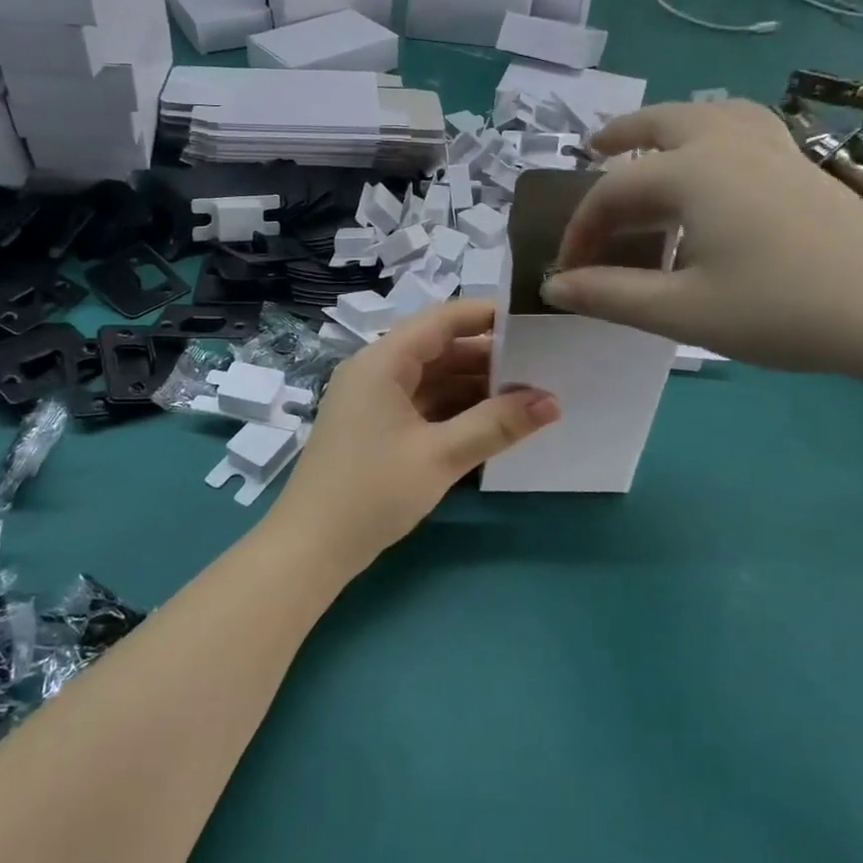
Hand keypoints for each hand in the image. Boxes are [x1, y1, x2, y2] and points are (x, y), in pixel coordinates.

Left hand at [267, 300, 559, 572]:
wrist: (310, 547)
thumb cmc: (371, 492)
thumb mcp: (439, 456)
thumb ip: (496, 424)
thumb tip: (552, 401)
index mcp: (381, 362)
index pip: (441, 320)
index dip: (486, 315)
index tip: (533, 321)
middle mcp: (375, 371)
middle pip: (438, 349)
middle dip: (487, 358)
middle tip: (542, 366)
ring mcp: (373, 400)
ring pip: (432, 379)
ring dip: (473, 387)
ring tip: (526, 396)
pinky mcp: (375, 427)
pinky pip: (421, 404)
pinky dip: (454, 409)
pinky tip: (491, 422)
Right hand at [542, 100, 862, 374]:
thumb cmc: (781, 308)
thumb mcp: (682, 311)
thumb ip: (610, 295)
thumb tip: (552, 286)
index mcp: (690, 172)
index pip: (612, 193)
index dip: (580, 232)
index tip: (568, 273)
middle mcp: (726, 144)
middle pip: (659, 123)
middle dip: (619, 135)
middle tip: (591, 148)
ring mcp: (773, 148)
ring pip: (707, 114)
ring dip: (667, 124)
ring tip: (650, 142)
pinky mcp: (803, 165)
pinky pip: (744, 127)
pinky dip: (712, 131)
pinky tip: (718, 161)